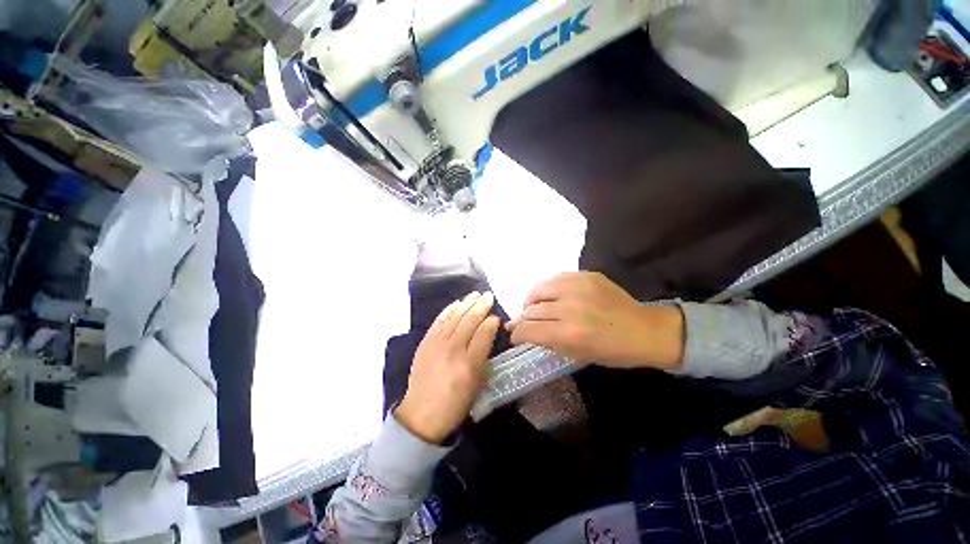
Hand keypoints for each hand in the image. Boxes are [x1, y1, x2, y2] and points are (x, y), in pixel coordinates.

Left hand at [395, 292, 500, 443]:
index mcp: (470, 364)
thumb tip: (487, 332)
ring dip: (466, 303)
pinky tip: (456, 304)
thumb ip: (484, 356)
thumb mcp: (477, 384)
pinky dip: (448, 310)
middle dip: (481, 305)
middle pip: (470, 320)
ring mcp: (437, 344)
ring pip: (454, 317)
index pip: (484, 333)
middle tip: (488, 295)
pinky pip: (439, 321)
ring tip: (475, 294)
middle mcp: (453, 350)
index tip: (496, 316)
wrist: (421, 414)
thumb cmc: (455, 404)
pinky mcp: (425, 343)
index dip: (491, 321)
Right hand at [506, 272, 683, 368]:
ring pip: (539, 288)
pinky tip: (548, 294)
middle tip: (518, 322)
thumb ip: (549, 342)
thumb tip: (527, 333)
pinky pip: (556, 278)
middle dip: (520, 318)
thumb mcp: (578, 355)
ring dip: (530, 300)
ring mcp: (578, 287)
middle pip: (532, 309)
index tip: (514, 336)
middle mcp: (570, 307)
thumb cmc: (613, 351)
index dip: (517, 334)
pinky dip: (547, 288)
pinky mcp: (586, 275)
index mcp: (569, 333)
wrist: (645, 330)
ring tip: (530, 306)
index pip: (529, 329)